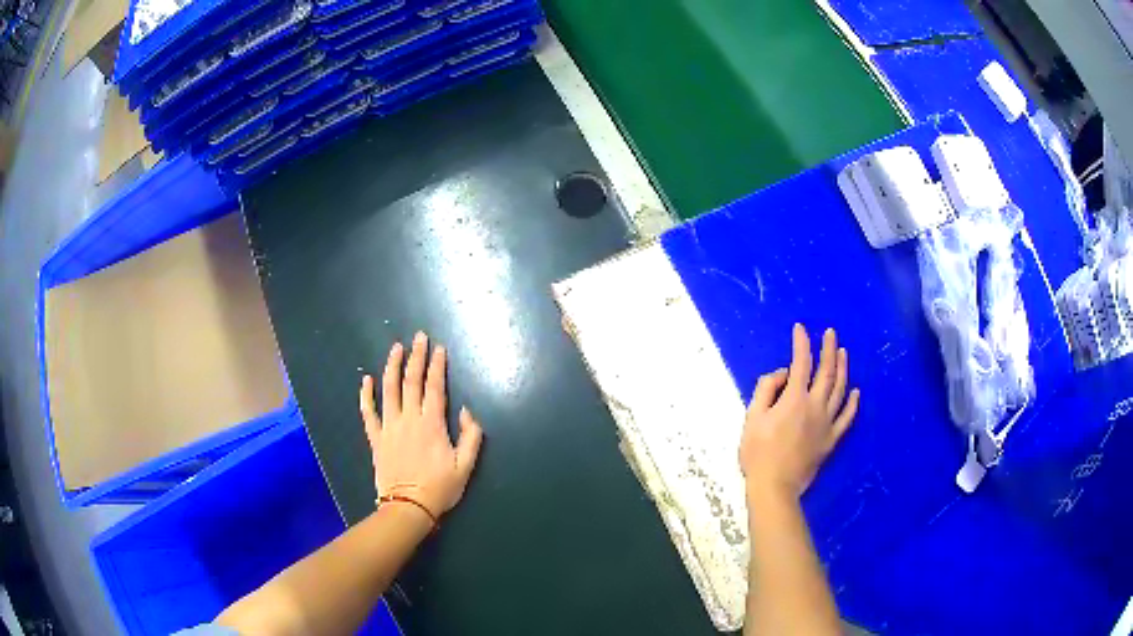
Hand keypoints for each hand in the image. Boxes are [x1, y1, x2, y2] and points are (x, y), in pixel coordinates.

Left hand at [359, 332, 483, 518]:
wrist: (408, 507)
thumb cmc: (440, 488)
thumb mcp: (466, 466)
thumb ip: (471, 436)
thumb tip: (465, 411)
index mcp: (432, 424)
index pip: (434, 387)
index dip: (437, 366)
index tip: (439, 348)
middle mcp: (409, 419)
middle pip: (412, 381)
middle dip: (416, 357)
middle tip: (419, 337)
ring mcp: (389, 427)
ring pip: (389, 389)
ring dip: (392, 366)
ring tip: (396, 348)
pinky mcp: (376, 438)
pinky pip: (368, 412)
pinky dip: (366, 394)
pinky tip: (366, 379)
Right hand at [740, 324, 859, 499]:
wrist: (774, 486)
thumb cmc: (758, 452)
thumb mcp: (752, 417)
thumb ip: (766, 389)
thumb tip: (783, 374)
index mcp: (794, 399)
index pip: (801, 363)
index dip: (801, 343)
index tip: (800, 328)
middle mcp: (815, 406)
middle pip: (826, 372)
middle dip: (828, 349)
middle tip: (831, 333)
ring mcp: (827, 423)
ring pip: (840, 390)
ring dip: (843, 369)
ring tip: (843, 352)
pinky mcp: (832, 439)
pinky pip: (847, 418)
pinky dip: (853, 403)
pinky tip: (857, 392)